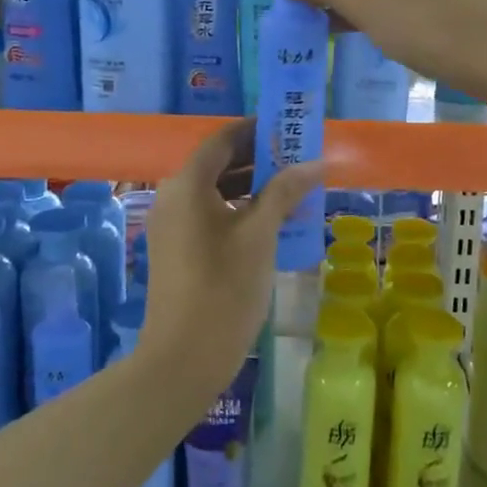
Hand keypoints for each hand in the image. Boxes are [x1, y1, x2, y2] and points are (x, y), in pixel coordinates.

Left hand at [139, 120, 322, 403]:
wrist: (183, 357)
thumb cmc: (225, 288)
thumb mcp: (261, 235)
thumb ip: (285, 191)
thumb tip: (315, 163)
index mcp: (188, 184)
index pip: (222, 140)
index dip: (255, 131)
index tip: (288, 130)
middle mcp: (173, 196)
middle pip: (217, 164)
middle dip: (258, 159)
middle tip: (298, 160)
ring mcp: (171, 225)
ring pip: (214, 191)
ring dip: (251, 186)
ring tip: (292, 190)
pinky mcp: (176, 249)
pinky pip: (208, 214)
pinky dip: (237, 210)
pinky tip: (270, 223)